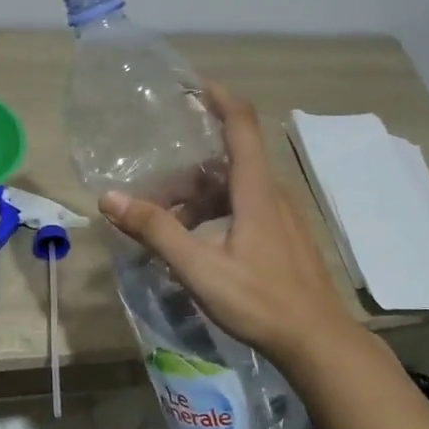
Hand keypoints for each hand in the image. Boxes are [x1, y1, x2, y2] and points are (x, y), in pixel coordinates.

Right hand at [100, 85, 356, 368]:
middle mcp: (273, 195)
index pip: (242, 126)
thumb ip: (156, 231)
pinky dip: (217, 212)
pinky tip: (198, 242)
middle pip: (231, 160)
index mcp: (256, 191)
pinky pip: (247, 208)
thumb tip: (110, 197)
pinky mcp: (286, 238)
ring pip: (237, 188)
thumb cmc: (259, 300)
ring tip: (168, 218)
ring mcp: (284, 218)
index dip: (220, 99)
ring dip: (201, 194)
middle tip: (156, 176)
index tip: (194, 86)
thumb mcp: (199, 267)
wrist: (318, 341)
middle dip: (192, 163)